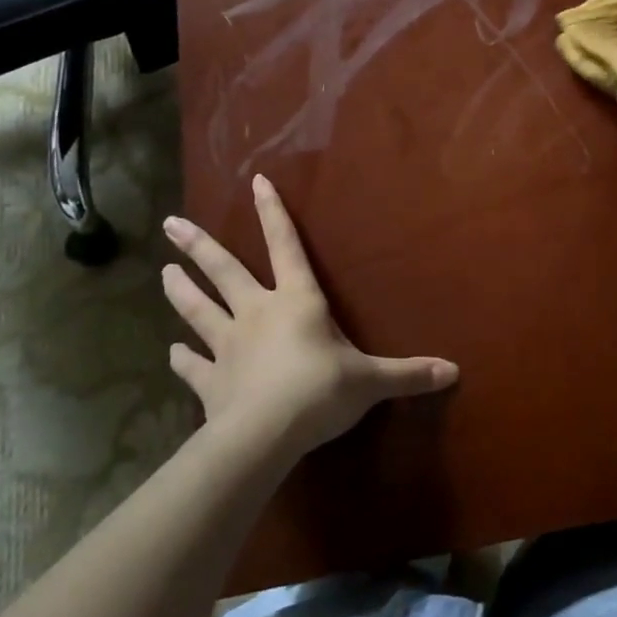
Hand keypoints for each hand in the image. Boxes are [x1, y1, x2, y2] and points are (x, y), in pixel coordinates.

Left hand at [160, 176, 458, 458]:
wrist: (266, 434)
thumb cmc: (321, 392)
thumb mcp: (372, 381)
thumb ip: (410, 374)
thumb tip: (454, 371)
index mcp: (297, 302)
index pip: (286, 247)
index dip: (273, 214)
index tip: (255, 182)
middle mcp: (257, 314)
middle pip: (224, 271)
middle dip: (198, 246)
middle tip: (171, 224)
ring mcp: (228, 346)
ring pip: (198, 311)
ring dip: (181, 292)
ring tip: (162, 273)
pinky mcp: (211, 382)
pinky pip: (193, 366)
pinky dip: (181, 359)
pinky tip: (170, 352)